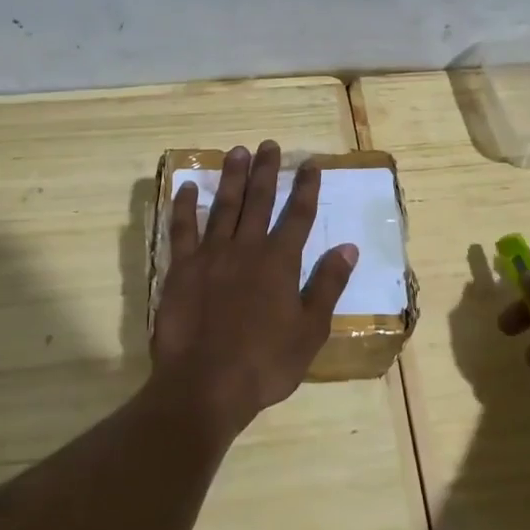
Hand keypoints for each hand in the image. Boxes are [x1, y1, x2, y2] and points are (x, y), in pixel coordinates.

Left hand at [152, 141, 357, 436]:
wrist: (205, 385)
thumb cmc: (264, 364)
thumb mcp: (309, 331)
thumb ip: (327, 285)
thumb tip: (348, 246)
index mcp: (279, 262)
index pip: (297, 215)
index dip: (305, 188)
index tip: (310, 164)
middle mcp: (246, 248)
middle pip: (259, 200)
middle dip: (266, 171)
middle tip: (269, 144)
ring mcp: (211, 255)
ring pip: (224, 206)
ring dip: (231, 177)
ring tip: (237, 151)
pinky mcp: (181, 268)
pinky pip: (182, 229)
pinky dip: (185, 206)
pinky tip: (188, 187)